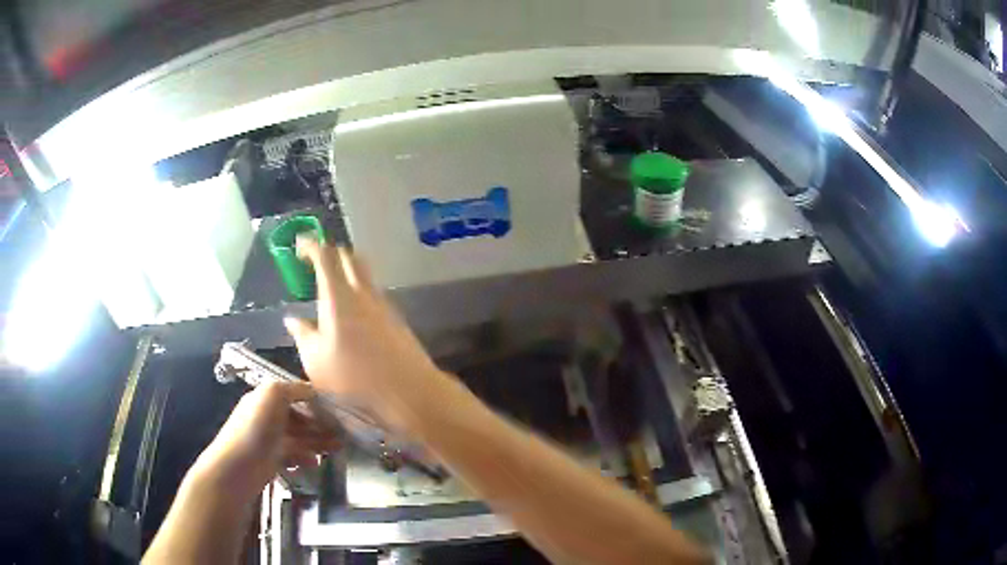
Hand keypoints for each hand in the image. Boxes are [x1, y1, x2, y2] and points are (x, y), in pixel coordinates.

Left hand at [194, 381, 338, 499]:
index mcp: (266, 398)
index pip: (294, 395)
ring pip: (299, 438)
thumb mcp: (273, 395)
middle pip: (299, 418)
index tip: (338, 410)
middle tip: (343, 434)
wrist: (237, 468)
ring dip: (318, 442)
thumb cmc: (256, 428)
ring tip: (336, 449)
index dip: (316, 401)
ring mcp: (269, 440)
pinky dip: (305, 458)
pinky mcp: (271, 460)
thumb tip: (312, 390)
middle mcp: (267, 416)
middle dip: (321, 424)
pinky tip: (315, 463)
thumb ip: (294, 389)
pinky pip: (293, 456)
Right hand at [283, 239, 453, 432]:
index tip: (299, 247)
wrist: (409, 391)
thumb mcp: (316, 361)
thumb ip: (303, 335)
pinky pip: (373, 293)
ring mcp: (383, 304)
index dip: (311, 246)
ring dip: (346, 271)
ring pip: (364, 274)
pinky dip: (358, 290)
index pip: (325, 256)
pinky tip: (350, 313)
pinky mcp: (396, 318)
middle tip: (314, 264)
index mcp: (339, 296)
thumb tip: (292, 319)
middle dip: (330, 253)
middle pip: (349, 257)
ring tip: (329, 288)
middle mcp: (363, 292)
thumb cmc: (355, 378)